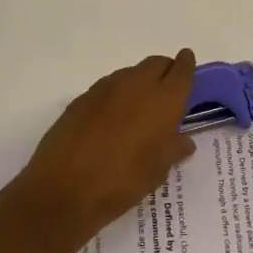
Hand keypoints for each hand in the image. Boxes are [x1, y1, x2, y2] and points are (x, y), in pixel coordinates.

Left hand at [10, 51, 197, 245]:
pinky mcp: (82, 97)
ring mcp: (106, 88)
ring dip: (139, 83)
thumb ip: (174, 149)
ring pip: (131, 73)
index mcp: (163, 99)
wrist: (64, 188)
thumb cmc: (123, 181)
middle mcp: (137, 84)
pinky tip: (111, 121)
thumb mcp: (157, 171)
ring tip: (138, 111)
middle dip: (164, 71)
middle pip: (156, 63)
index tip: (187, 64)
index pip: (182, 70)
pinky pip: (108, 88)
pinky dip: (116, 96)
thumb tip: (183, 140)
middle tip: (166, 93)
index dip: (187, 65)